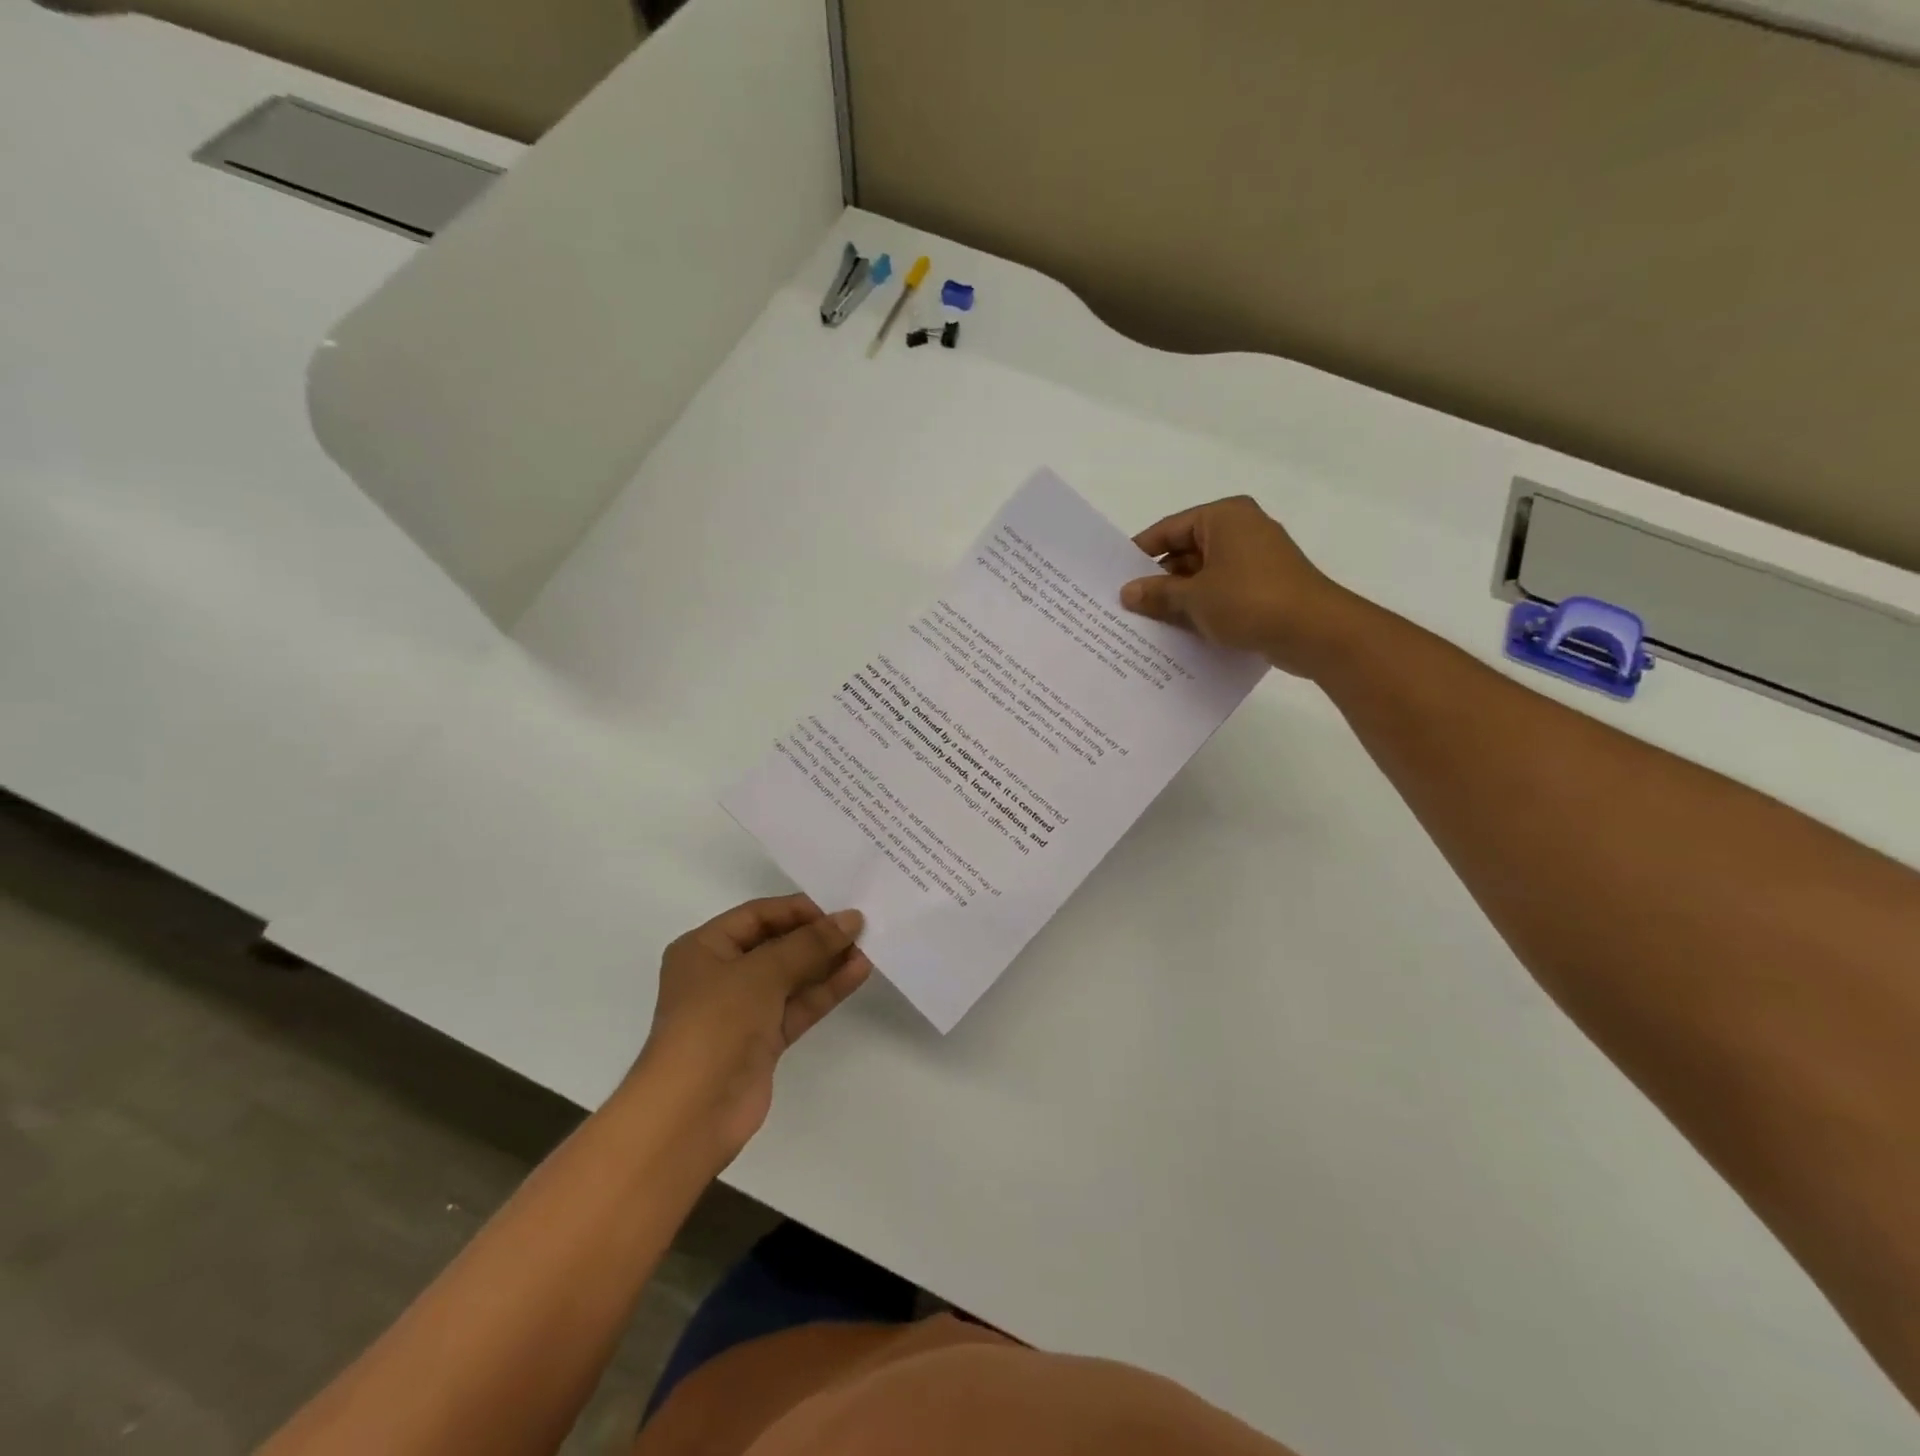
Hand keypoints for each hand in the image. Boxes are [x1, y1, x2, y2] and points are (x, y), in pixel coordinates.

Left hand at [633, 896, 869, 1163]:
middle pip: (776, 944)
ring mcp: (742, 1010)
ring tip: (868, 948)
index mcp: (704, 948)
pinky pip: (798, 1005)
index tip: (839, 909)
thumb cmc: (715, 1023)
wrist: (692, 1112)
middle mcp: (720, 974)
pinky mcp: (762, 1040)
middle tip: (861, 927)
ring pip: (791, 976)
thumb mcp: (762, 971)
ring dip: (827, 962)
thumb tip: (851, 918)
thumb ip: (809, 943)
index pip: (758, 916)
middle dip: (817, 936)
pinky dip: (825, 990)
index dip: (798, 910)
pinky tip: (857, 973)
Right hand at [1120, 496, 1361, 676]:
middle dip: (1159, 580)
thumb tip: (1126, 592)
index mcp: (1224, 517)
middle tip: (1126, 605)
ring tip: (1146, 623)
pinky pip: (1222, 592)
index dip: (1140, 554)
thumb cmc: (1250, 600)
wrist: (1316, 632)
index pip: (1169, 529)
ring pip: (1204, 575)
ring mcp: (1256, 559)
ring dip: (1179, 598)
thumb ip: (1157, 593)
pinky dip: (1202, 608)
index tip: (1115, 578)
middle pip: (1186, 551)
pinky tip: (1180, 633)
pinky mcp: (1265, 587)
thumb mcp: (1194, 598)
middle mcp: (1241, 529)